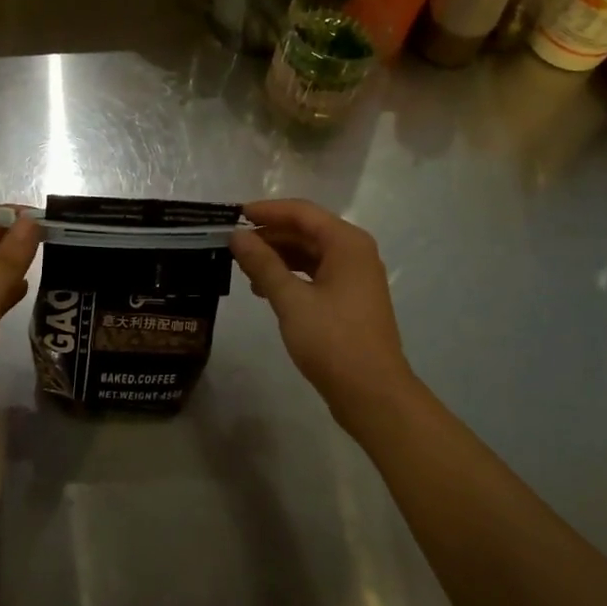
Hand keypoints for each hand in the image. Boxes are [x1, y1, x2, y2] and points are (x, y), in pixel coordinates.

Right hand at [230, 199, 419, 431]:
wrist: (373, 394)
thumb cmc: (333, 341)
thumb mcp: (291, 300)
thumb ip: (263, 264)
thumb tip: (238, 235)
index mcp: (347, 243)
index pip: (302, 212)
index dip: (267, 211)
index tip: (234, 215)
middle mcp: (354, 252)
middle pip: (306, 231)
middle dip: (270, 235)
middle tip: (234, 244)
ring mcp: (355, 277)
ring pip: (310, 253)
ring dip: (278, 257)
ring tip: (244, 268)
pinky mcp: (350, 299)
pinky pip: (316, 274)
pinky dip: (290, 276)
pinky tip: (265, 290)